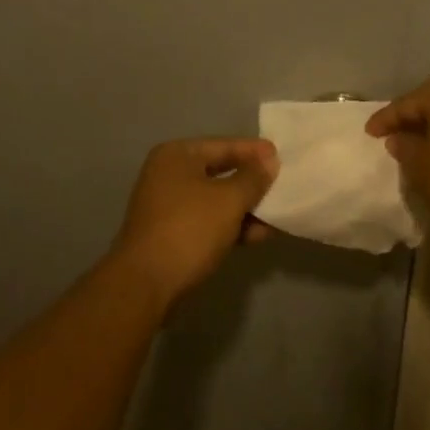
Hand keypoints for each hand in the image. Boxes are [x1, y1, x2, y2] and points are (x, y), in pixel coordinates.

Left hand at [112, 138, 277, 308]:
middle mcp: (168, 175)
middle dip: (252, 182)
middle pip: (220, 171)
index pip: (223, 145)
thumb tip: (270, 160)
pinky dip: (231, 225)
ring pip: (215, 200)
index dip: (254, 151)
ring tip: (277, 216)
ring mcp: (167, 206)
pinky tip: (257, 236)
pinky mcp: (171, 234)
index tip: (282, 156)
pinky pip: (208, 221)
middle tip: (283, 185)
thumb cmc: (189, 229)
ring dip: (245, 208)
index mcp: (177, 156)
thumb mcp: (229, 200)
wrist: (146, 284)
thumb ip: (253, 178)